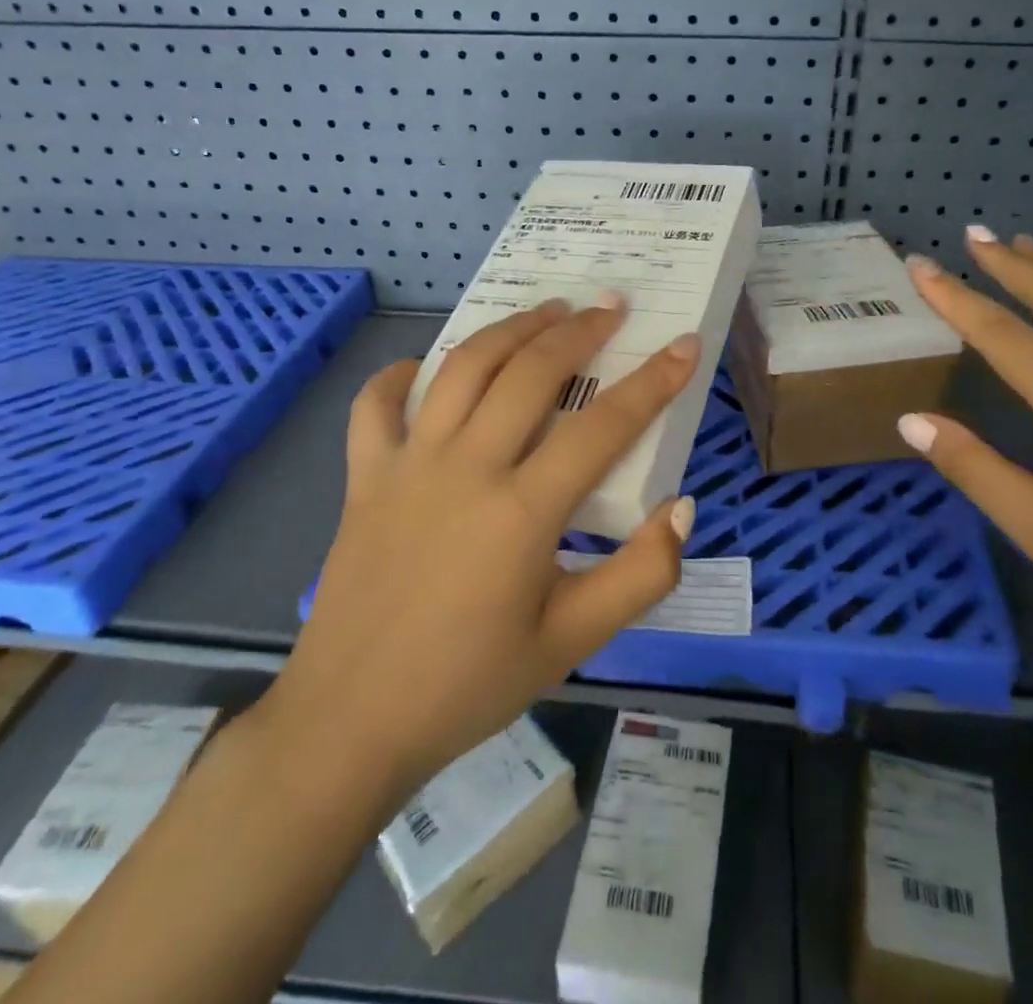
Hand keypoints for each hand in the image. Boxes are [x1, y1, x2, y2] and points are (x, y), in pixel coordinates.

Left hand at [255, 298, 700, 797]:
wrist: (349, 724)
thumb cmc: (469, 685)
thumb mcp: (573, 643)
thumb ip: (640, 576)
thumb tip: (681, 507)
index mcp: (522, 512)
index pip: (604, 426)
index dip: (653, 381)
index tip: (683, 345)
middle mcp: (466, 468)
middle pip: (532, 372)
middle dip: (580, 331)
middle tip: (610, 307)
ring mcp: (408, 466)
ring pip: (463, 368)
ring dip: (511, 330)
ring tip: (546, 311)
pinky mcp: (365, 478)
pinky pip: (376, 406)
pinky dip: (400, 376)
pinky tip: (423, 368)